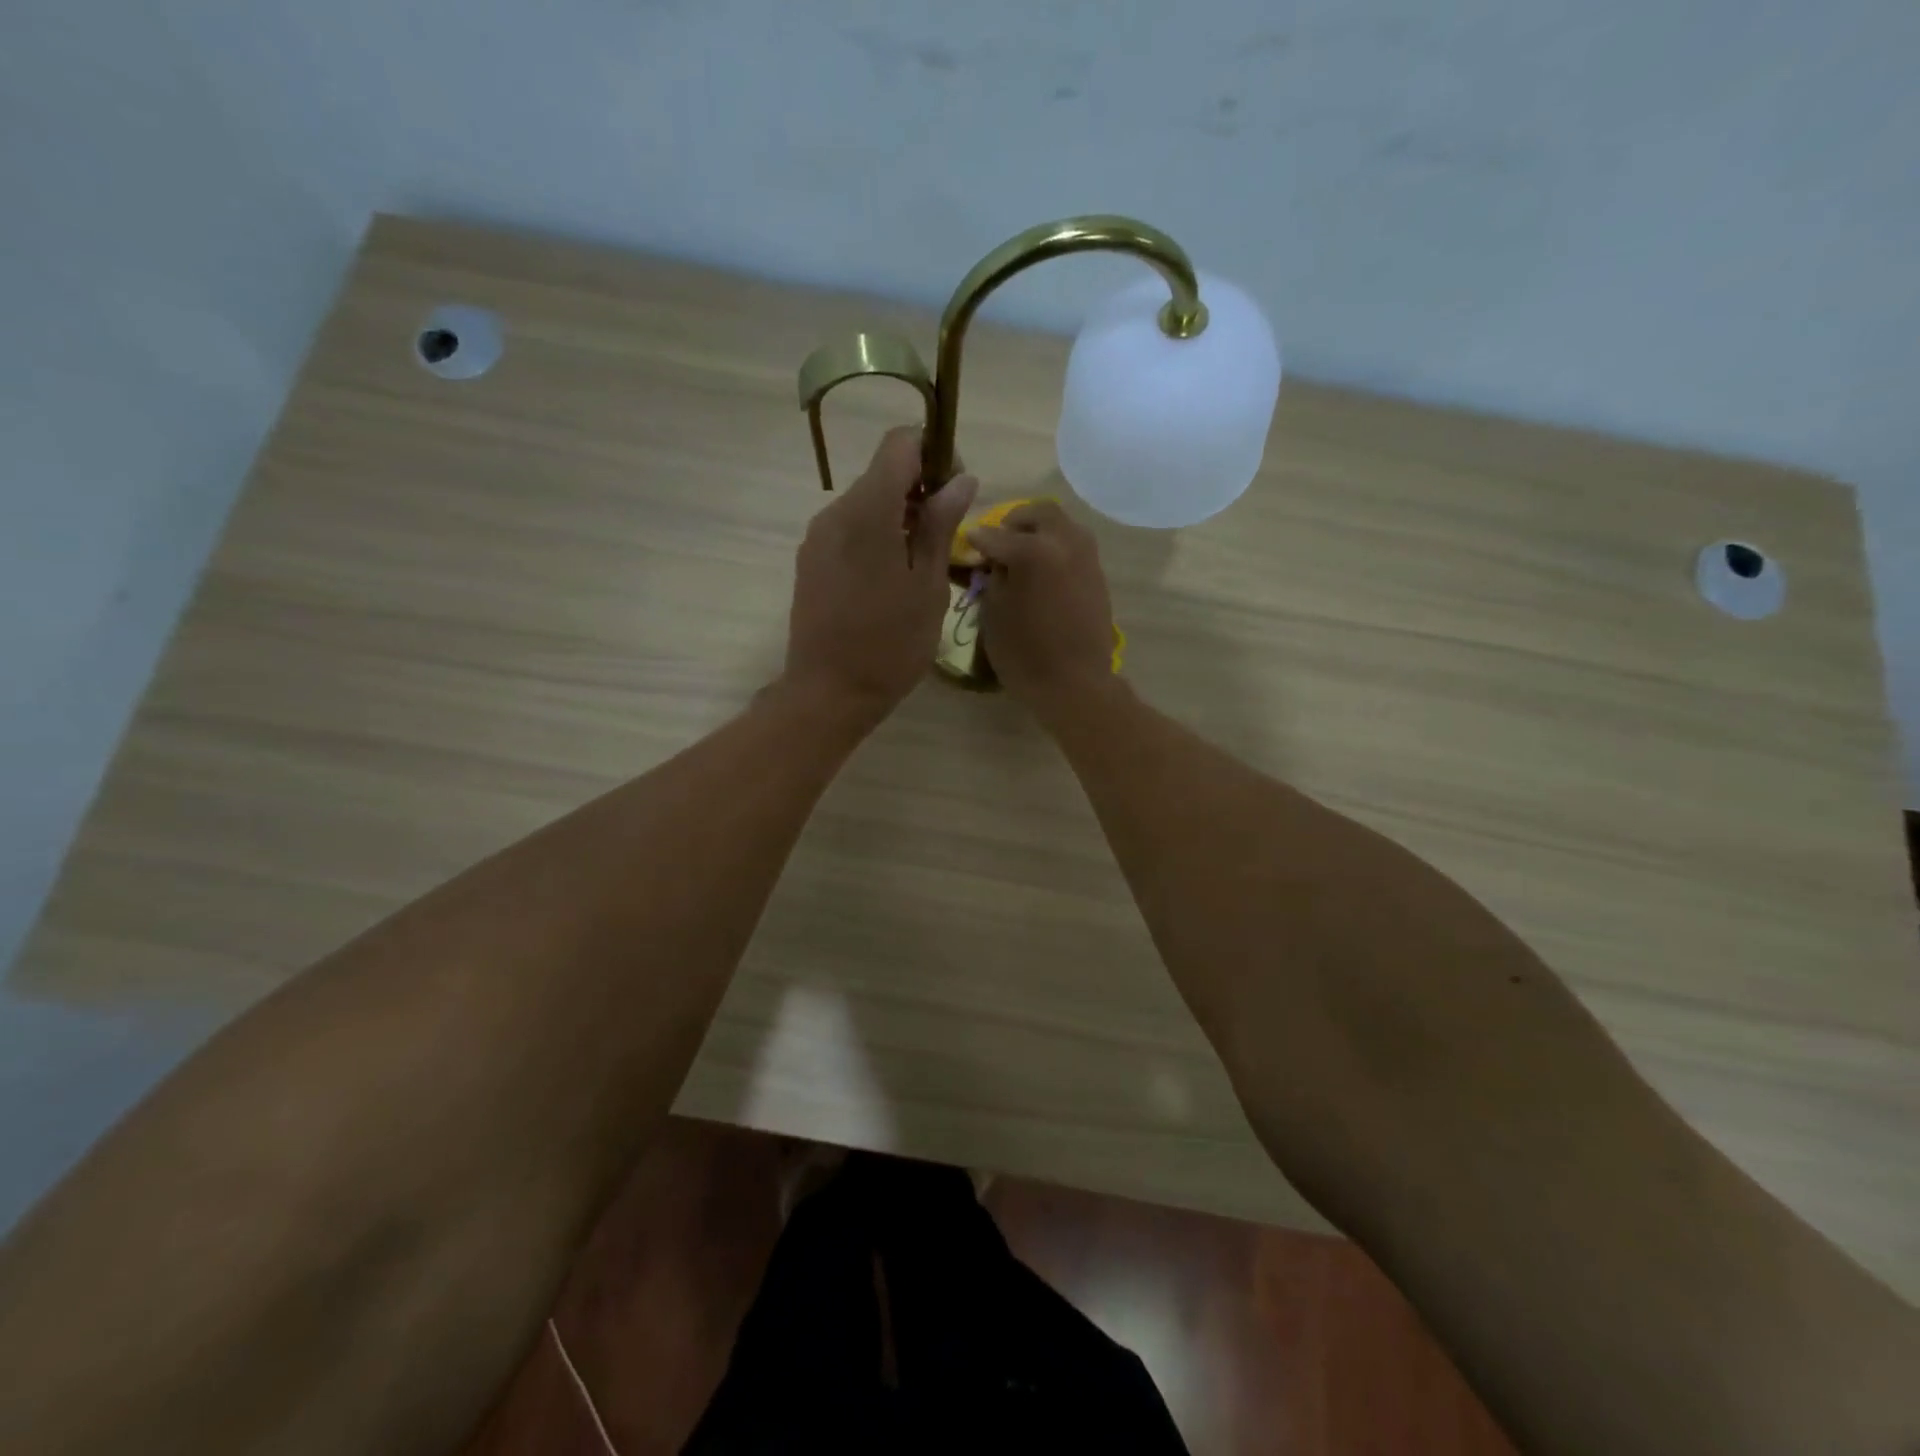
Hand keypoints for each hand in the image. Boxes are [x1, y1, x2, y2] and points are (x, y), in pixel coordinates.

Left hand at [784, 426, 977, 725]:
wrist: (828, 692)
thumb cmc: (890, 644)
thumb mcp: (928, 585)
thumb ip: (940, 525)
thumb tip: (960, 479)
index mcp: (867, 511)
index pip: (899, 444)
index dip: (933, 453)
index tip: (954, 490)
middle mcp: (835, 512)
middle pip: (881, 473)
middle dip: (919, 490)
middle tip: (946, 536)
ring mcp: (817, 537)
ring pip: (865, 503)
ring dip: (898, 516)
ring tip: (921, 564)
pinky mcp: (809, 561)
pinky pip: (848, 530)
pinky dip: (875, 537)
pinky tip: (890, 579)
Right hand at [969, 501, 1118, 721]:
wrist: (1075, 684)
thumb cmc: (1024, 654)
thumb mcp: (993, 614)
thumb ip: (993, 577)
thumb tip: (996, 560)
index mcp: (1034, 551)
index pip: (996, 534)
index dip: (978, 539)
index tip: (968, 542)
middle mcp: (1065, 542)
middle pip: (1040, 513)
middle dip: (1017, 522)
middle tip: (1001, 540)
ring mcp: (1087, 557)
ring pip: (1063, 526)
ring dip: (1041, 532)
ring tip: (1022, 555)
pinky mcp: (1098, 575)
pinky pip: (1074, 547)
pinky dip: (1056, 549)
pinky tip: (1042, 571)